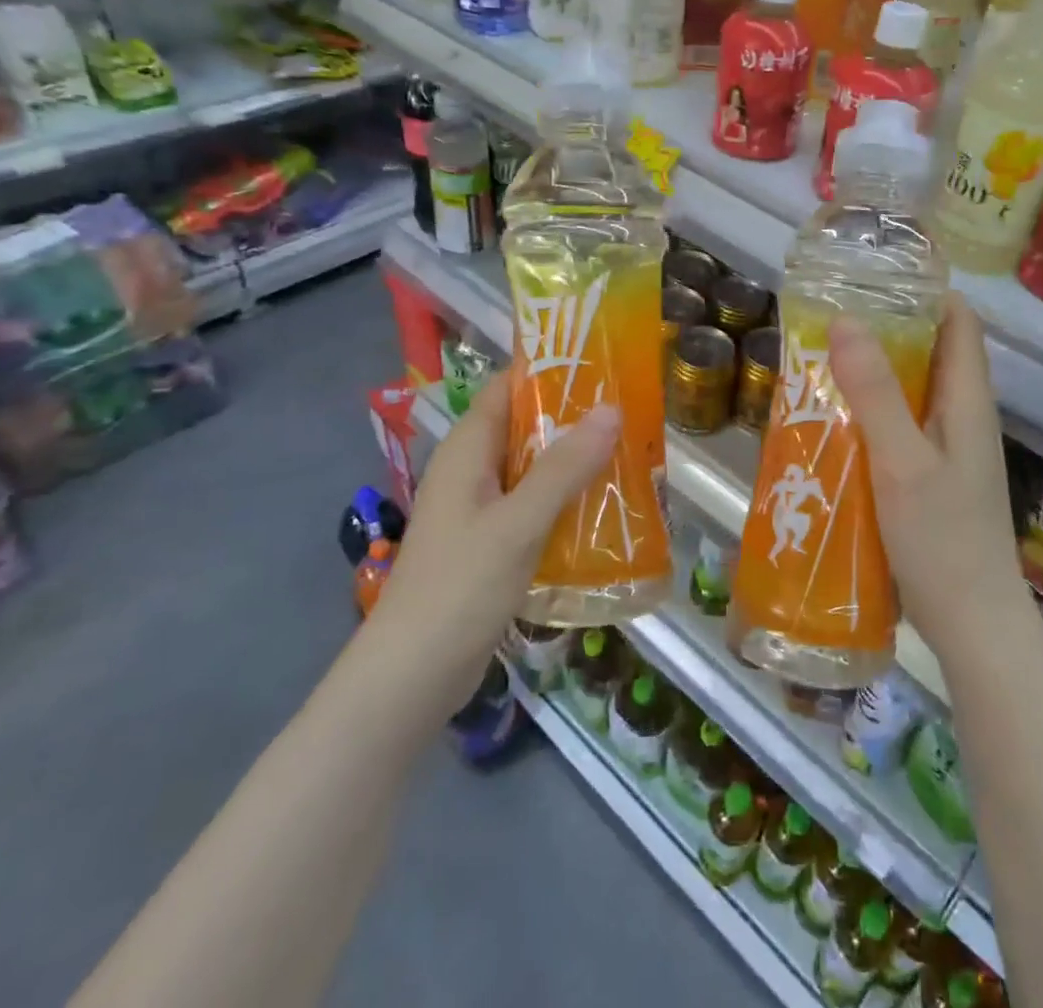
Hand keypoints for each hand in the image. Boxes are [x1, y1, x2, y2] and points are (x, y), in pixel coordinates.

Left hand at [363, 371, 618, 730]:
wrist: (410, 677)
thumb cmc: (460, 587)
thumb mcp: (518, 523)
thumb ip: (564, 467)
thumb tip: (612, 408)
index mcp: (468, 449)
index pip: (508, 387)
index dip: (550, 370)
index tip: (603, 364)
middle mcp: (471, 470)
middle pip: (526, 426)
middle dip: (574, 418)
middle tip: (632, 412)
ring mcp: (479, 508)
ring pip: (533, 468)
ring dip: (574, 462)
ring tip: (630, 454)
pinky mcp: (489, 543)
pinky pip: (532, 505)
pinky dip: (564, 500)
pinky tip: (603, 509)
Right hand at [828, 294, 1019, 664]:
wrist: (972, 626)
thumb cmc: (942, 540)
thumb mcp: (902, 461)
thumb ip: (875, 393)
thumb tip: (845, 319)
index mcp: (967, 400)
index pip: (958, 321)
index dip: (923, 291)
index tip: (871, 276)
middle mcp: (962, 415)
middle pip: (930, 351)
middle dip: (885, 328)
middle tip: (827, 316)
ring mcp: (947, 448)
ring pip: (911, 390)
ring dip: (872, 372)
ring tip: (818, 359)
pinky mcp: (929, 475)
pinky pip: (899, 425)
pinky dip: (869, 411)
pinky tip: (831, 420)